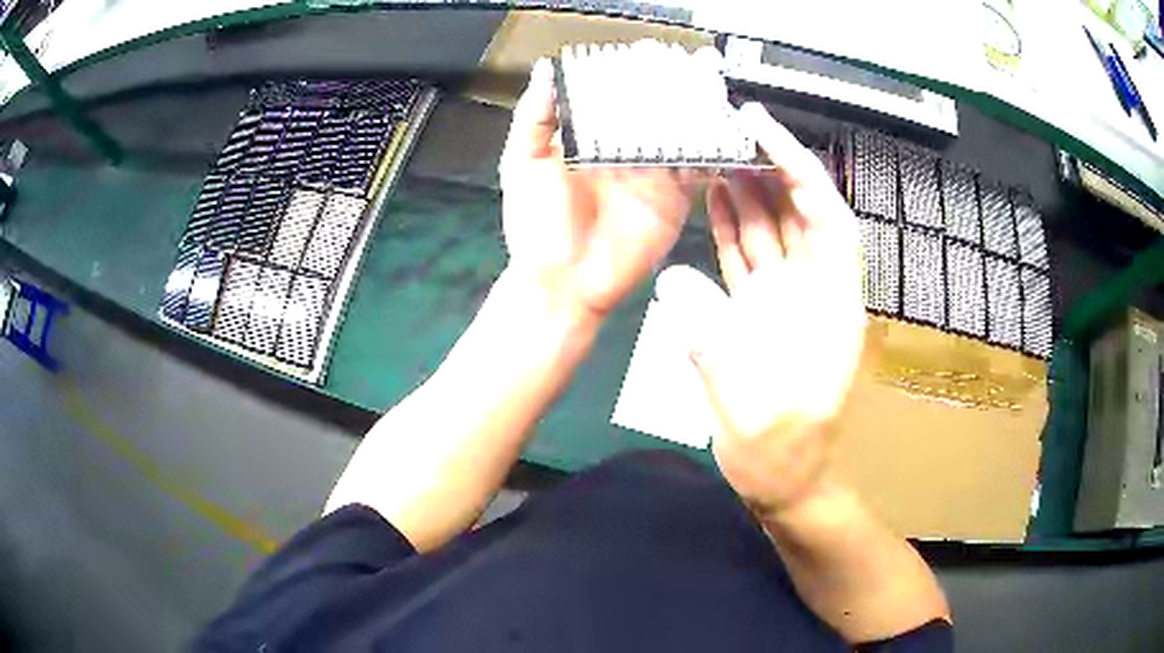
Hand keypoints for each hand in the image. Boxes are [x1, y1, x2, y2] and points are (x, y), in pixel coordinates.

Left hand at [499, 59, 700, 320]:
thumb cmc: (537, 227)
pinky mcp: (674, 199)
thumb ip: (535, 118)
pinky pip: (698, 170)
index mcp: (590, 140)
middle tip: (693, 65)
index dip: (633, 76)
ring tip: (713, 90)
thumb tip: (546, 71)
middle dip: (674, 89)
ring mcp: (653, 174)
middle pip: (656, 112)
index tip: (648, 54)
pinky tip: (723, 133)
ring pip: (681, 134)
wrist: (563, 284)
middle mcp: (625, 152)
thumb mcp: (522, 165)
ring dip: (698, 114)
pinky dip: (712, 152)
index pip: (617, 97)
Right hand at [657, 103, 865, 515]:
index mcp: (832, 304)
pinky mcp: (763, 313)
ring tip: (716, 153)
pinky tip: (714, 201)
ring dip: (749, 192)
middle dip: (770, 169)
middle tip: (729, 131)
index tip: (762, 130)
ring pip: (774, 230)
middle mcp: (815, 291)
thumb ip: (714, 342)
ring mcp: (788, 300)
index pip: (825, 215)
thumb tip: (673, 281)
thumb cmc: (780, 452)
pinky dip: (733, 228)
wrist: (782, 481)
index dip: (798, 167)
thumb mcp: (749, 405)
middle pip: (801, 213)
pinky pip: (751, 258)